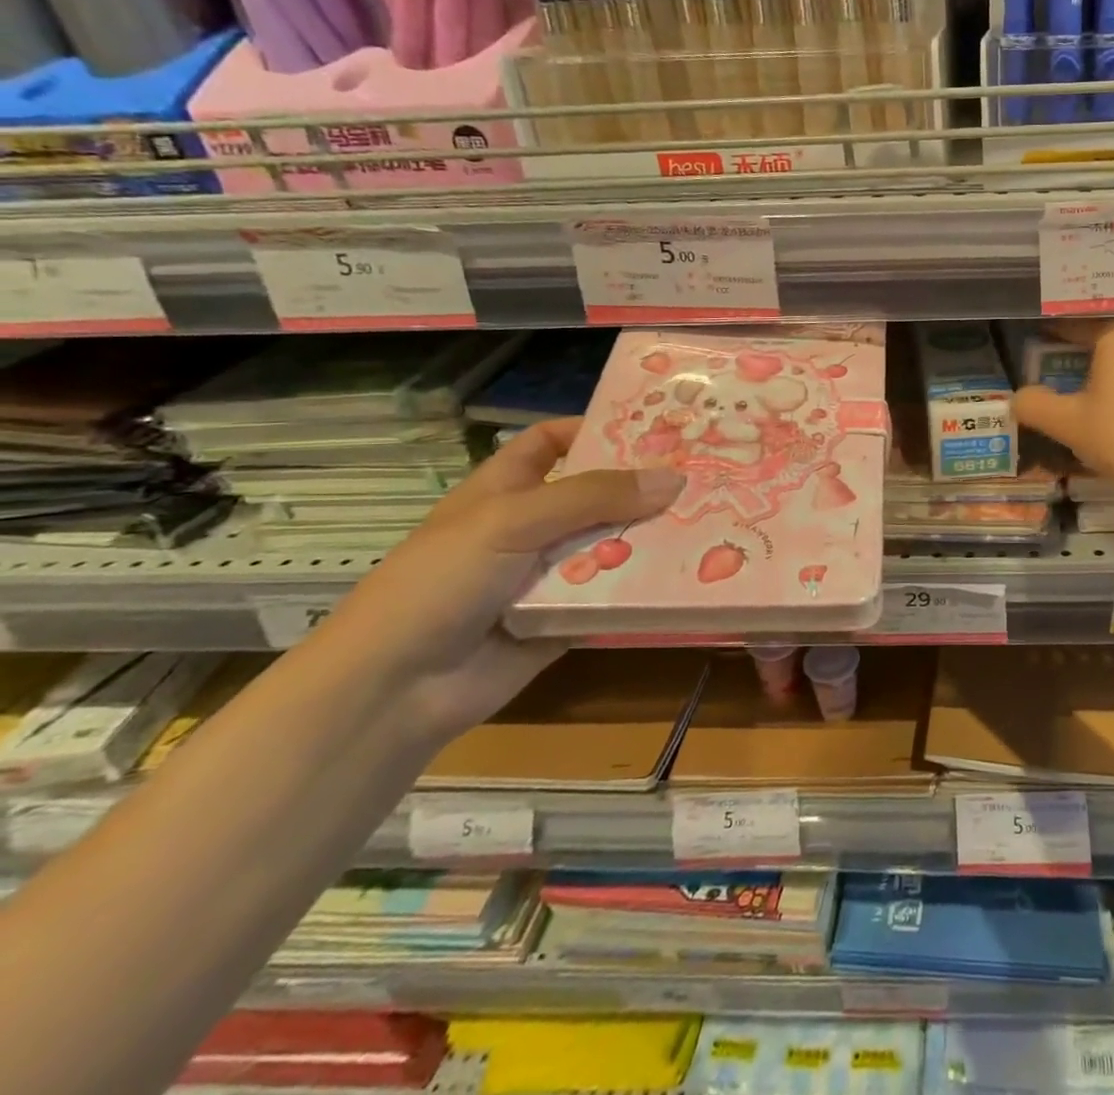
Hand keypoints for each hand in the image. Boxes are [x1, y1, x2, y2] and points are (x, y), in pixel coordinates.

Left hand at [322, 418, 683, 739]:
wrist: (395, 690)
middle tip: (702, 474)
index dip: (592, 430)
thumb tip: (674, 478)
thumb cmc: (441, 583)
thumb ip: (593, 497)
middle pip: (595, 495)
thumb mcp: (512, 521)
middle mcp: (531, 528)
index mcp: (504, 491)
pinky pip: (614, 596)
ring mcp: (548, 576)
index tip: (651, 428)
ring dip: (651, 538)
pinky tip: (690, 576)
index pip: (549, 443)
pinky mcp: (567, 619)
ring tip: (711, 521)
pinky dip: (644, 588)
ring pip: (611, 546)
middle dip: (641, 486)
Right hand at [1014, 319, 1113, 511]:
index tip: (1031, 342)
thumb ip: (1035, 405)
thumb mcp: (1070, 424)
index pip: (1075, 318)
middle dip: (1077, 339)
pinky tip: (1109, 392)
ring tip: (1075, 374)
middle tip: (1049, 356)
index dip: (1049, 330)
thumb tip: (1017, 397)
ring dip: (1102, 355)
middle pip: (1104, 324)